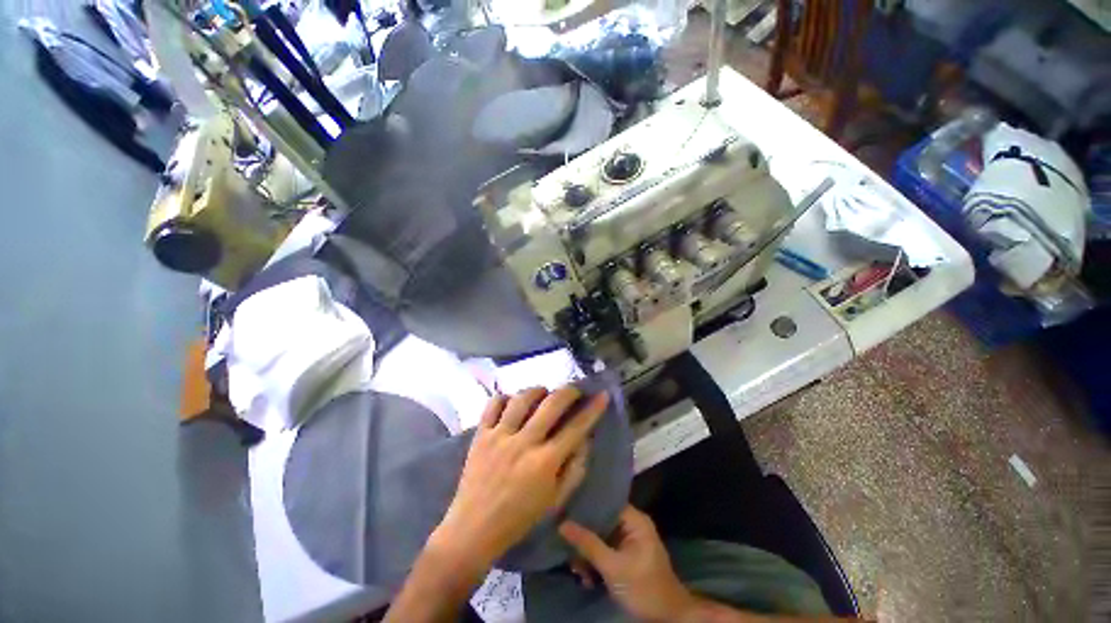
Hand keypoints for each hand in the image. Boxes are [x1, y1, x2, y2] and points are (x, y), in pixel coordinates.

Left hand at [430, 386, 608, 570]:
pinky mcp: (480, 434)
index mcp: (545, 462)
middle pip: (551, 404)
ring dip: (537, 391)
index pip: (576, 428)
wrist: (473, 529)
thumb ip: (574, 469)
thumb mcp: (555, 501)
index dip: (593, 409)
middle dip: (568, 391)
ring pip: (522, 399)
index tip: (602, 395)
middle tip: (574, 390)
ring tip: (543, 393)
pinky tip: (512, 402)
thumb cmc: (519, 519)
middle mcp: (524, 443)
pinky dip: (505, 397)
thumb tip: (585, 439)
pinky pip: (493, 404)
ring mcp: (500, 436)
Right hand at [560, 505, 697, 622]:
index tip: (565, 510)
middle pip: (601, 522)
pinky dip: (596, 563)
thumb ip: (588, 544)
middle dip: (584, 537)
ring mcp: (629, 543)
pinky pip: (605, 552)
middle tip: (567, 547)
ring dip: (588, 555)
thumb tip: (563, 524)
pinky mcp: (626, 558)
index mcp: (635, 520)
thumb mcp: (613, 567)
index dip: (586, 506)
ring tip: (577, 570)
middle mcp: (632, 526)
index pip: (606, 503)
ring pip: (601, 539)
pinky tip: (586, 578)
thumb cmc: (643, 587)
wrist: (667, 619)